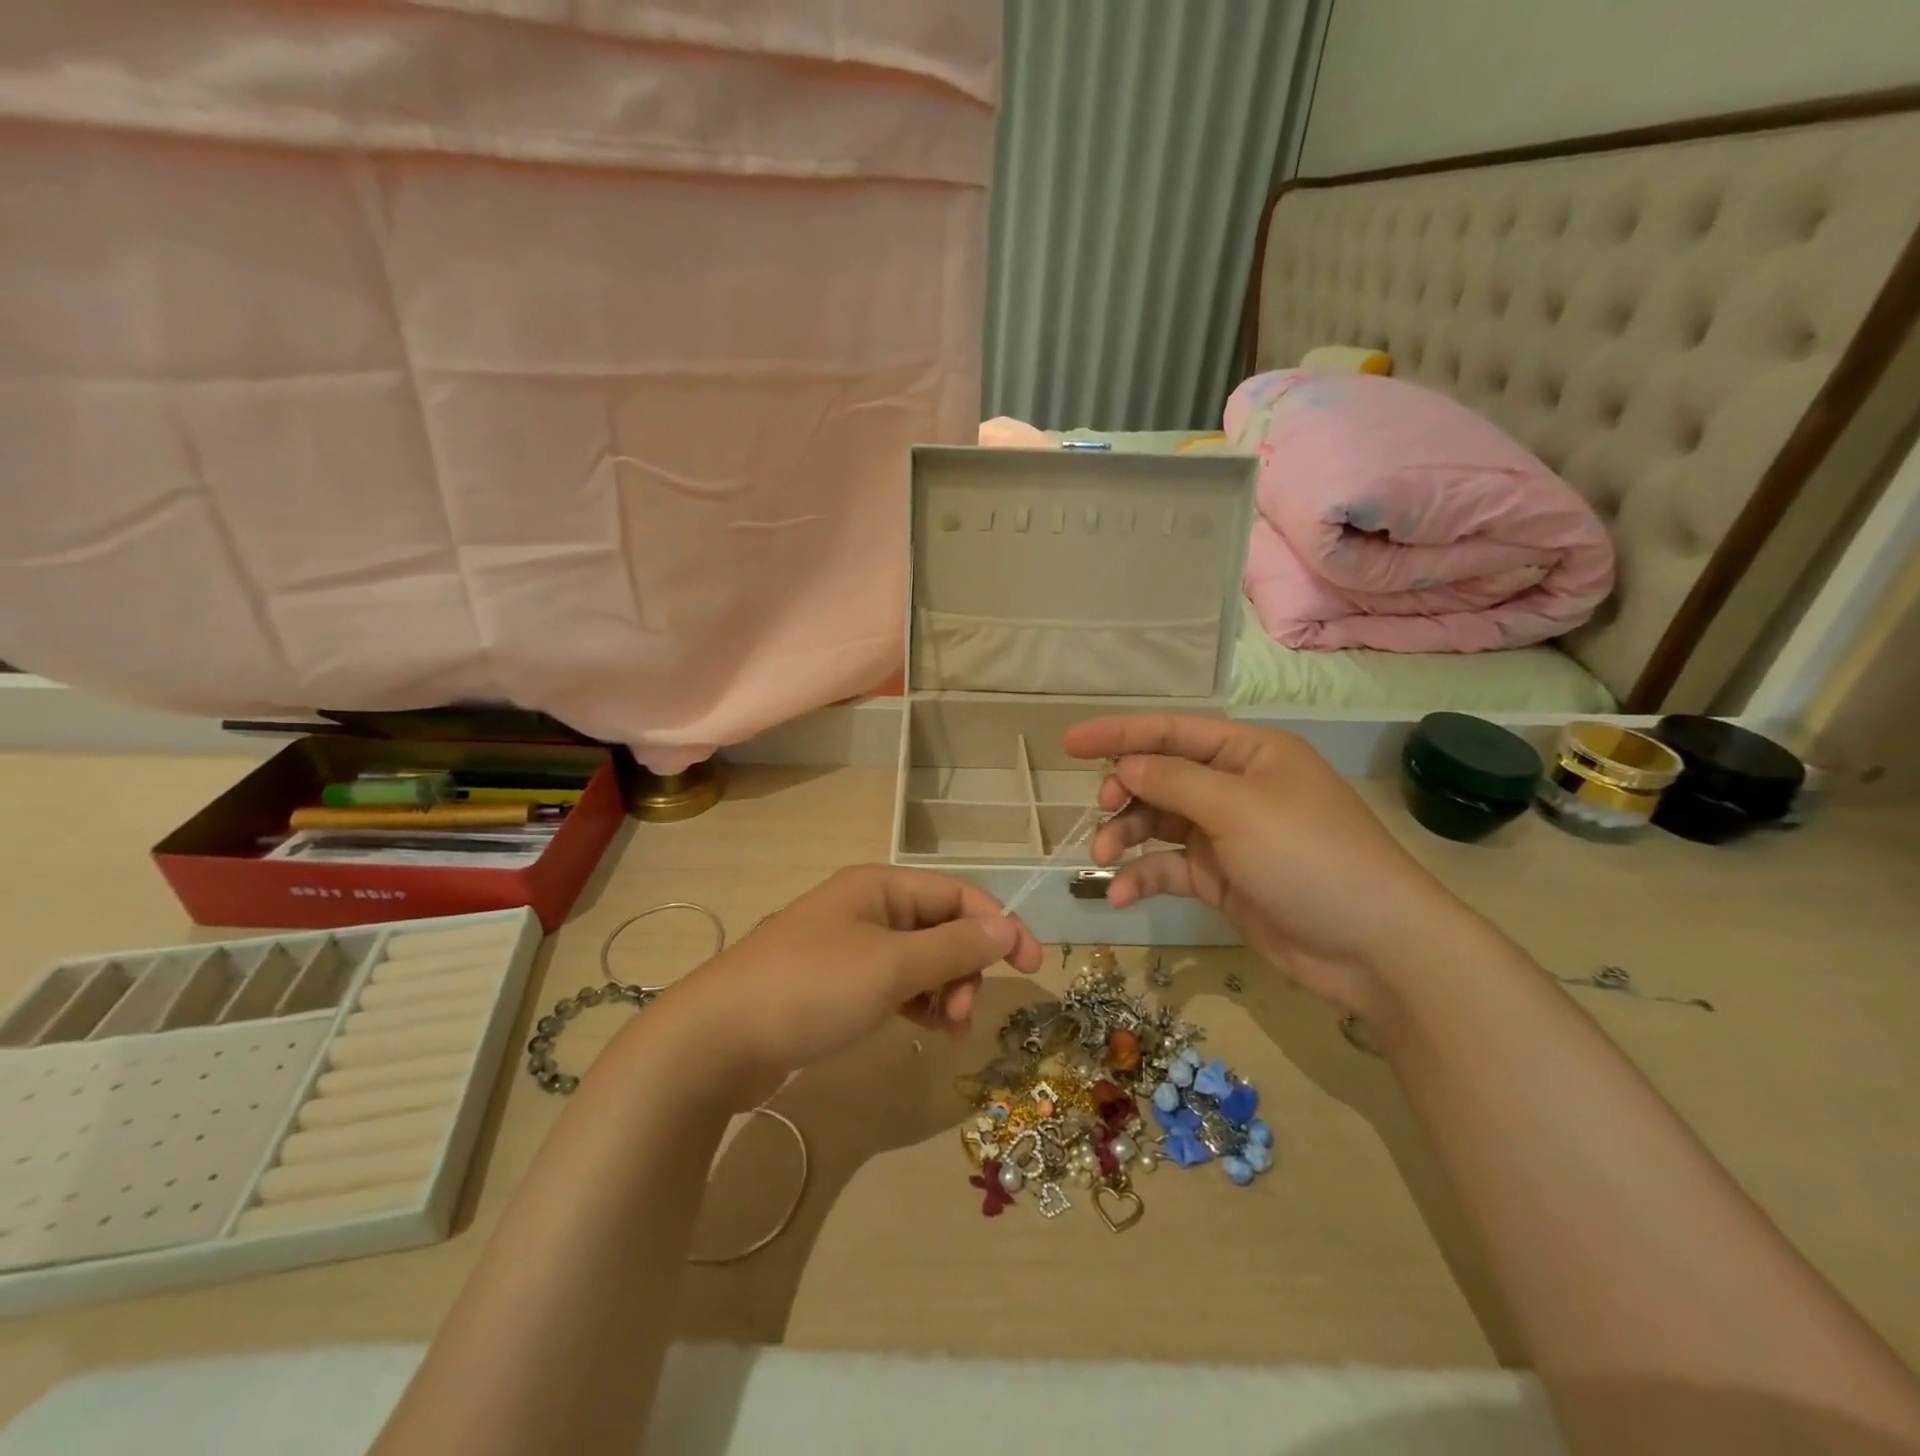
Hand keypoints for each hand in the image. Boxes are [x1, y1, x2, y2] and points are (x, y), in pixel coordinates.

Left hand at [666, 866, 1042, 1105]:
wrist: (715, 1040)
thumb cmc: (810, 989)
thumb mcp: (890, 966)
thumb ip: (953, 946)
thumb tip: (1008, 927)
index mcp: (880, 887)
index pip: (958, 895)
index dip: (999, 925)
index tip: (1031, 967)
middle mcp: (867, 907)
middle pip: (941, 926)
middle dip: (965, 966)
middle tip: (963, 1013)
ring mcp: (848, 946)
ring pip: (920, 959)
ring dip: (944, 988)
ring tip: (946, 1027)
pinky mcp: (834, 983)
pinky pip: (893, 983)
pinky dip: (915, 1001)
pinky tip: (921, 1027)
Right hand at [1063, 715, 1480, 1015]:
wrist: (1373, 947)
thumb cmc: (1309, 857)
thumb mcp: (1238, 810)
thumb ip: (1174, 782)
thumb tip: (1125, 765)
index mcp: (1249, 754)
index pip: (1173, 732)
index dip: (1120, 733)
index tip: (1070, 743)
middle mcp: (1236, 788)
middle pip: (1162, 777)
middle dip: (1126, 791)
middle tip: (1103, 809)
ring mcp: (1228, 835)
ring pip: (1159, 822)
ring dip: (1128, 836)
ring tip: (1103, 856)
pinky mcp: (1222, 879)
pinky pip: (1170, 867)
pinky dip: (1143, 877)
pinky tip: (1119, 895)